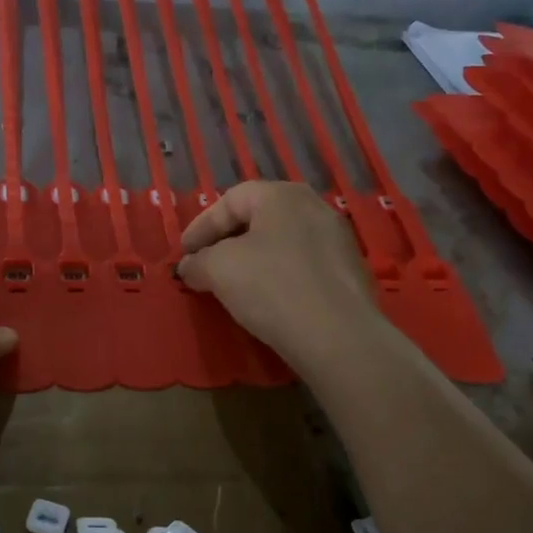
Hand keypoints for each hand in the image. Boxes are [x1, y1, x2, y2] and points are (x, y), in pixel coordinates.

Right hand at [177, 181, 383, 373]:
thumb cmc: (272, 287)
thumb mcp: (219, 269)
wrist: (337, 336)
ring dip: (253, 259)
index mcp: (283, 195)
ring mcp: (338, 240)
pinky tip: (269, 301)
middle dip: (226, 241)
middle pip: (259, 218)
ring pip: (282, 243)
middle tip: (205, 266)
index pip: (230, 200)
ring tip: (233, 285)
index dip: (200, 226)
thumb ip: (197, 262)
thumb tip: (188, 266)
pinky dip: (279, 276)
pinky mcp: (350, 273)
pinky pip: (303, 266)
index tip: (182, 255)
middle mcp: (315, 207)